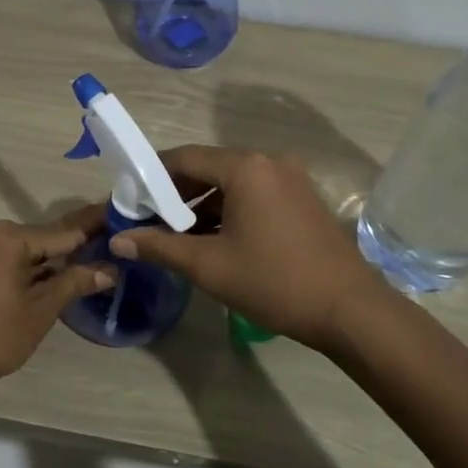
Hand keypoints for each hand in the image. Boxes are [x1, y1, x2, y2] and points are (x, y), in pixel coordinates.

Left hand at [0, 207, 112, 407]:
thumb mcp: (40, 311)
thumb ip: (75, 283)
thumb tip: (110, 269)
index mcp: (11, 237)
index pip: (66, 230)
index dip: (97, 226)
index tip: (124, 218)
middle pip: (47, 237)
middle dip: (79, 244)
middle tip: (116, 244)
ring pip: (30, 251)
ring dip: (57, 259)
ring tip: (96, 261)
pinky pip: (12, 261)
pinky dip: (35, 269)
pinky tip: (58, 277)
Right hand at [108, 146, 397, 356]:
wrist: (349, 309)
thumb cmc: (274, 282)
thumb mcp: (209, 266)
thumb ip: (160, 247)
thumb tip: (118, 240)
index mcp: (245, 168)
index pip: (184, 158)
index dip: (152, 176)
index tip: (130, 198)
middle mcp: (269, 162)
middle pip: (209, 167)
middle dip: (176, 193)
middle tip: (149, 220)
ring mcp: (291, 179)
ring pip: (233, 183)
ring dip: (203, 204)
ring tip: (178, 235)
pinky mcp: (304, 198)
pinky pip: (255, 194)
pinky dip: (230, 210)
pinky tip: (215, 239)